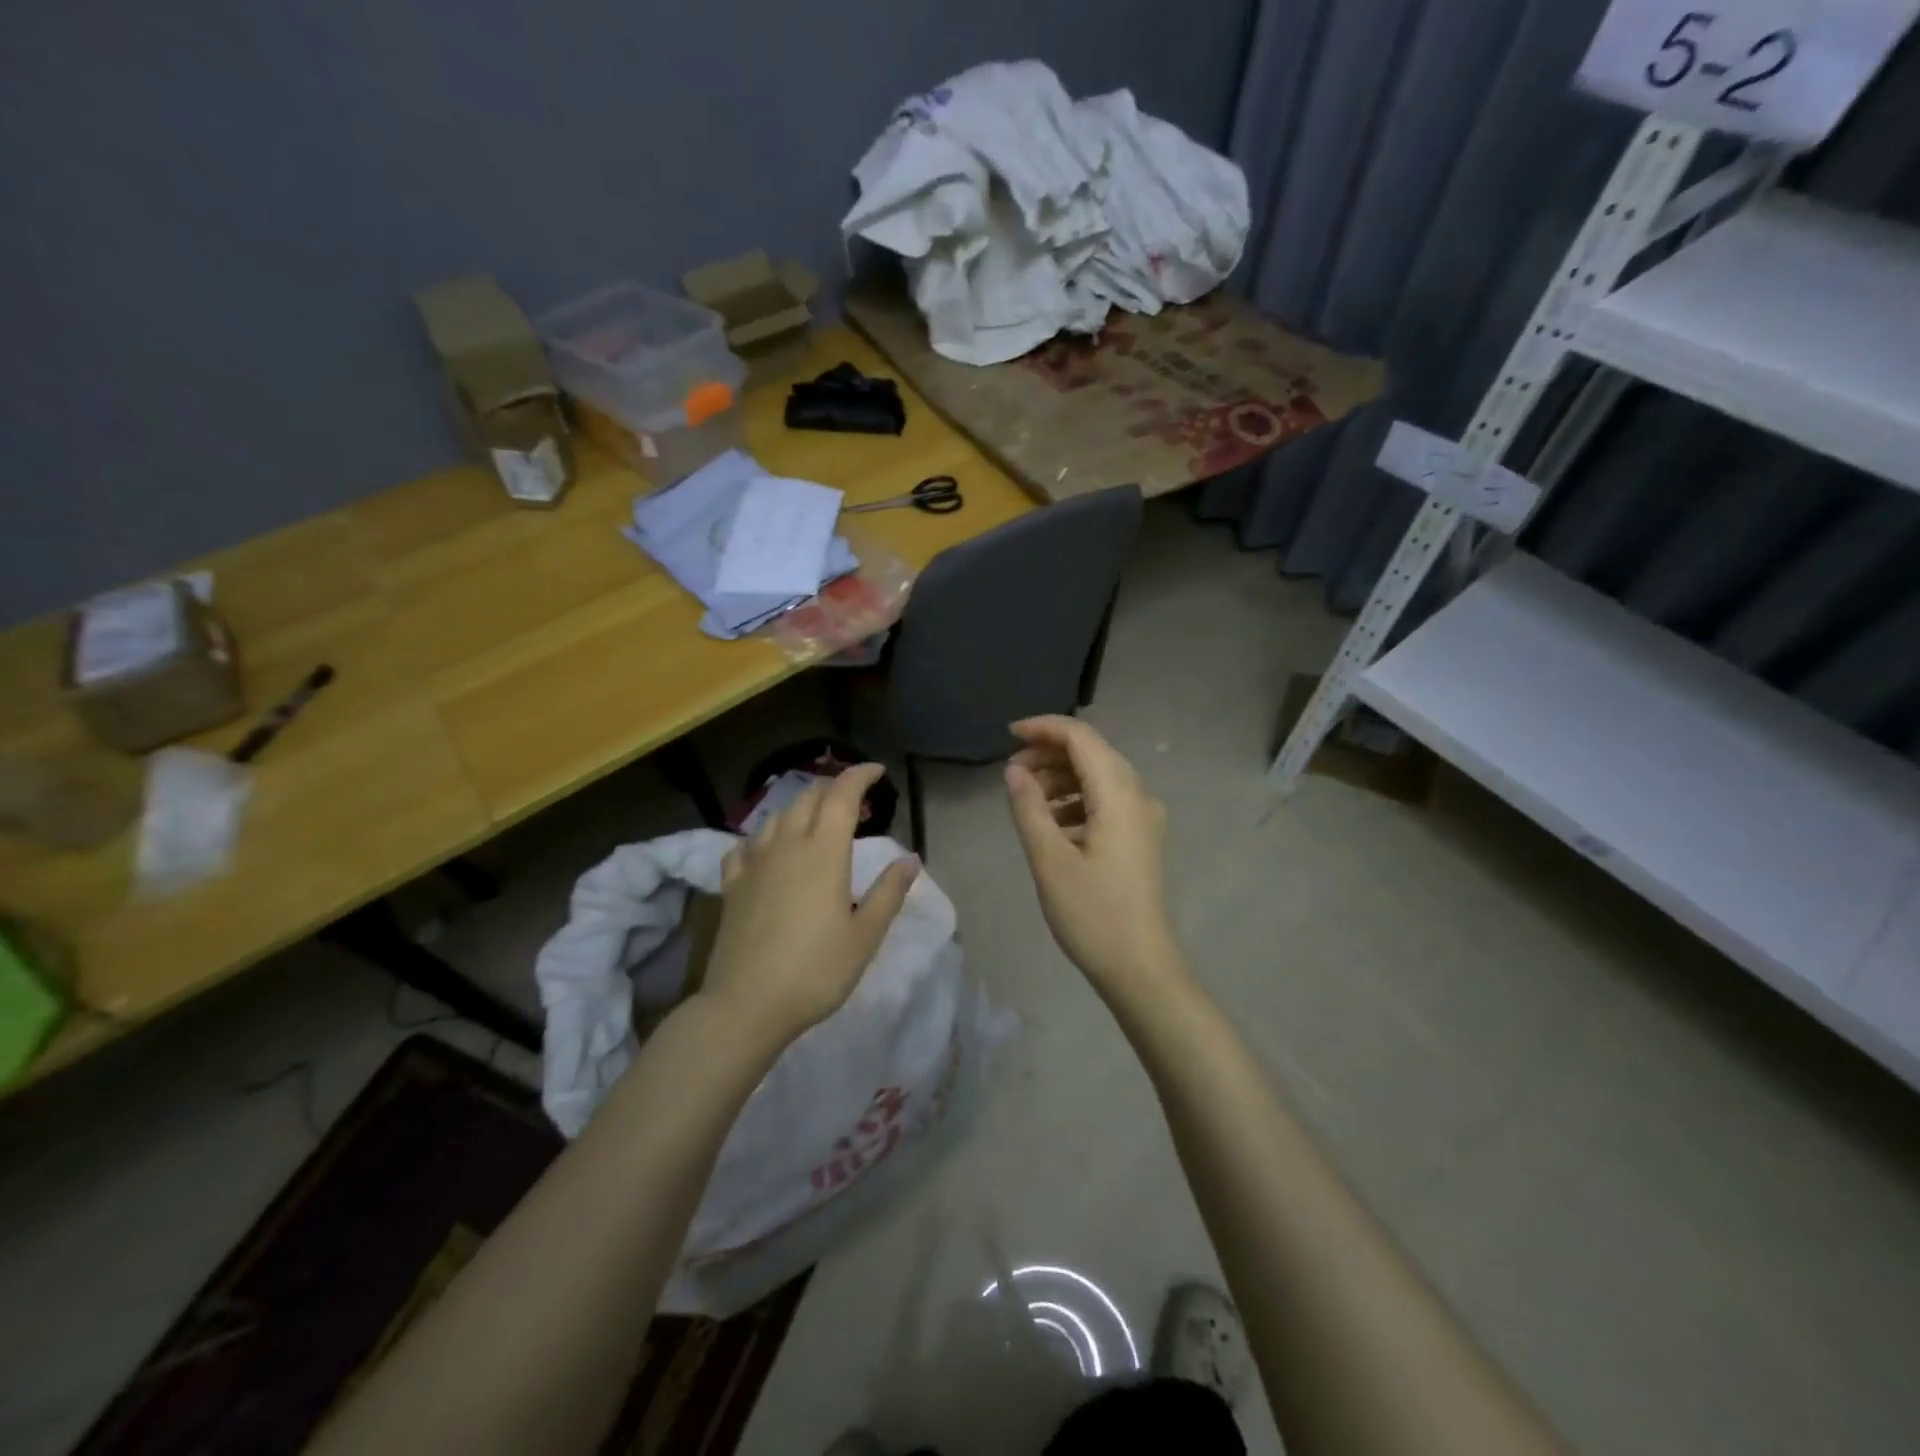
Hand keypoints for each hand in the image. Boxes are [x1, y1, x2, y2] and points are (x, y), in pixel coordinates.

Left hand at [700, 763, 919, 1053]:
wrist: (745, 1005)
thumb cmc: (815, 971)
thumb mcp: (864, 936)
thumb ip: (888, 893)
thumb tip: (911, 859)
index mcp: (824, 852)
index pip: (842, 795)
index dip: (860, 776)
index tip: (878, 772)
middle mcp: (787, 845)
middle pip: (808, 797)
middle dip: (833, 787)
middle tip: (854, 797)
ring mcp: (754, 862)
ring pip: (776, 815)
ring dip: (801, 806)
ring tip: (816, 818)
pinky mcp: (732, 884)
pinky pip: (746, 844)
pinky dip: (764, 836)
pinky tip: (768, 849)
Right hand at [1004, 716, 1187, 1003]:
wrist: (1140, 967)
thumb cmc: (1093, 914)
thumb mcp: (1050, 860)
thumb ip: (1029, 808)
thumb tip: (1014, 771)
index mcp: (1119, 795)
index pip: (1081, 738)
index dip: (1044, 729)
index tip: (1007, 736)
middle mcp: (1138, 796)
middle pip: (1092, 753)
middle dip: (1049, 754)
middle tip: (1011, 773)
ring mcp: (1143, 818)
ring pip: (1099, 777)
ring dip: (1061, 778)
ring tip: (1026, 798)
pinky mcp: (1140, 838)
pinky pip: (1106, 801)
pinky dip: (1076, 800)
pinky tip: (1051, 823)